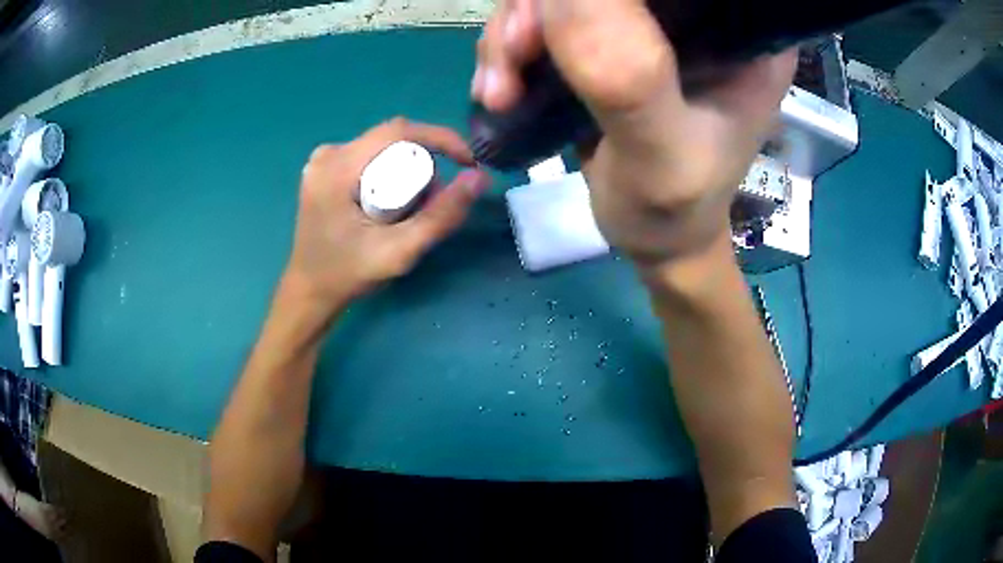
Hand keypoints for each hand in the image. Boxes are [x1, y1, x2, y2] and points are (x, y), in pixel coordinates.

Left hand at [285, 118, 490, 312]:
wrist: (309, 292)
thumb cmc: (348, 275)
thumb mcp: (399, 251)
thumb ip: (441, 217)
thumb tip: (479, 177)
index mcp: (337, 167)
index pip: (397, 131)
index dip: (440, 138)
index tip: (468, 161)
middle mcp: (328, 154)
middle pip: (391, 140)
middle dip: (423, 164)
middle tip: (432, 204)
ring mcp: (323, 161)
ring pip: (382, 149)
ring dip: (407, 170)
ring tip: (411, 211)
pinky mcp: (324, 170)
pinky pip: (369, 158)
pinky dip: (390, 174)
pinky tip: (391, 204)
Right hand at [473, 0, 795, 265]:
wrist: (653, 236)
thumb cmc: (676, 209)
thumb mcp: (661, 155)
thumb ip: (625, 74)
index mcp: (742, 33)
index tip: (557, 15)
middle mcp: (699, 15)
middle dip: (542, 8)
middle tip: (514, 54)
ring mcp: (650, 26)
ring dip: (514, 33)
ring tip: (499, 88)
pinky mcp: (611, 41)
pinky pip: (549, 19)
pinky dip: (512, 47)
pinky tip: (499, 87)